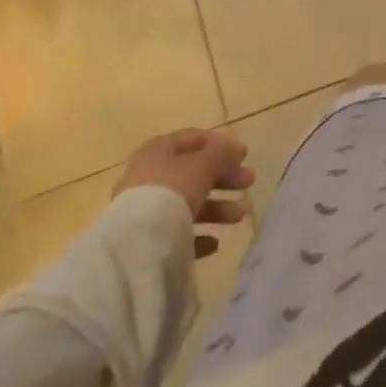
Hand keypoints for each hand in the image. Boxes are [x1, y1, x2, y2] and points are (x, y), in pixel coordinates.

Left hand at [114, 129, 254, 257]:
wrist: (136, 247)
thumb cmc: (171, 192)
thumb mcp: (203, 164)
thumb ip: (222, 153)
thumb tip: (234, 148)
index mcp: (157, 151)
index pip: (192, 139)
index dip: (220, 144)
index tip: (244, 155)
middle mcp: (148, 177)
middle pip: (193, 173)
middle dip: (224, 177)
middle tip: (249, 182)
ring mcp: (145, 211)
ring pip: (188, 203)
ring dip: (217, 207)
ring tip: (240, 215)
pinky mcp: (146, 241)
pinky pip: (177, 233)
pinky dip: (198, 235)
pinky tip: (214, 242)